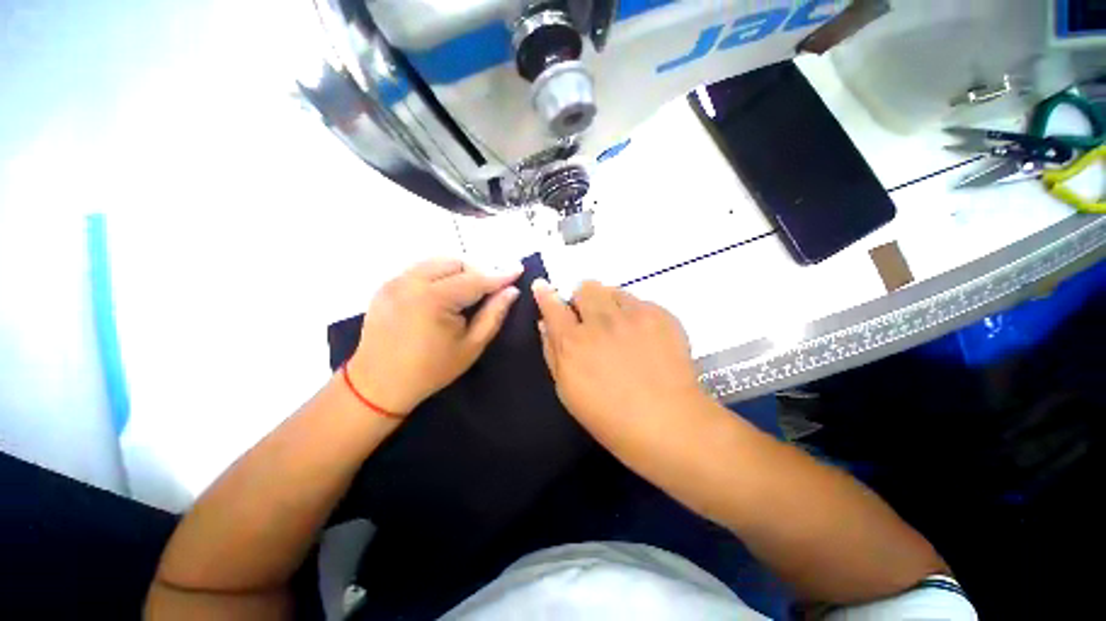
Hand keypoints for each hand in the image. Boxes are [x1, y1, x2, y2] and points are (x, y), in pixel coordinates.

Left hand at [347, 259, 521, 414]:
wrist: (378, 385)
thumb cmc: (430, 370)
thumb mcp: (471, 346)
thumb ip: (494, 315)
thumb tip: (511, 291)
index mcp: (433, 299)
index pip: (475, 279)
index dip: (500, 274)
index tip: (518, 269)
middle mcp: (411, 281)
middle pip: (455, 262)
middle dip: (478, 271)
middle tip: (491, 288)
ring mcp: (395, 281)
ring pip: (437, 261)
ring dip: (459, 270)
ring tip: (470, 290)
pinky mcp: (387, 285)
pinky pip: (421, 269)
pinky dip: (440, 274)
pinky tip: (446, 292)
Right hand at [532, 279, 707, 436]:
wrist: (668, 423)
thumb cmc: (610, 417)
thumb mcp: (568, 390)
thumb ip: (552, 352)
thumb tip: (546, 324)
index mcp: (573, 342)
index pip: (552, 306)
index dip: (545, 294)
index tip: (542, 286)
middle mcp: (600, 321)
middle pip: (585, 288)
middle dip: (583, 299)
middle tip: (591, 318)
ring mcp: (633, 315)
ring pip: (613, 291)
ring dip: (609, 304)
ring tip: (620, 328)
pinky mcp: (660, 315)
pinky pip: (640, 302)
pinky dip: (635, 314)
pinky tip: (644, 337)